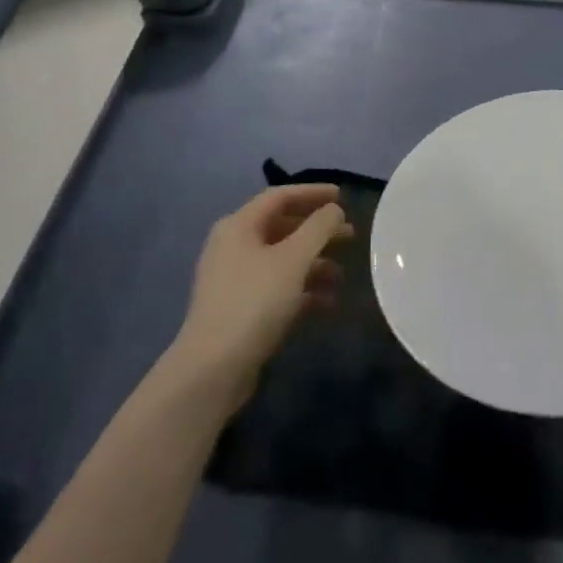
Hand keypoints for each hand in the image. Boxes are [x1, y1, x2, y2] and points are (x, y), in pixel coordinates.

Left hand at [168, 184, 353, 411]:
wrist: (213, 369)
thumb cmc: (254, 302)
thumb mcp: (292, 260)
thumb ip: (318, 228)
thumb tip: (334, 210)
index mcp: (239, 226)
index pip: (279, 196)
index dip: (312, 193)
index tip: (342, 196)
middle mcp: (233, 246)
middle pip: (282, 227)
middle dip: (317, 231)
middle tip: (350, 236)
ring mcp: (235, 279)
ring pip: (281, 259)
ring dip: (313, 263)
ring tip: (343, 275)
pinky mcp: (240, 308)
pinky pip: (276, 287)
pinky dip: (301, 289)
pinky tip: (327, 302)